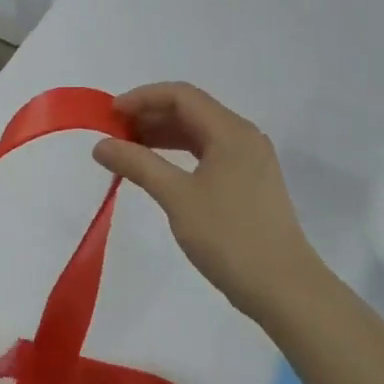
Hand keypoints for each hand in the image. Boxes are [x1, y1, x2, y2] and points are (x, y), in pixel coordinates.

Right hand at [93, 83, 325, 323]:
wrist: (283, 288)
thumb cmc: (229, 236)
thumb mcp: (177, 197)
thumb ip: (138, 164)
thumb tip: (101, 145)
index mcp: (231, 132)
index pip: (181, 96)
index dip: (142, 98)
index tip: (109, 115)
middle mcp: (243, 137)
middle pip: (191, 111)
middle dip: (149, 116)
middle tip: (113, 135)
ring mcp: (249, 161)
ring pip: (199, 134)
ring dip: (162, 136)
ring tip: (128, 151)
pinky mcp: (249, 183)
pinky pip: (208, 154)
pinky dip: (179, 155)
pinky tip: (158, 171)